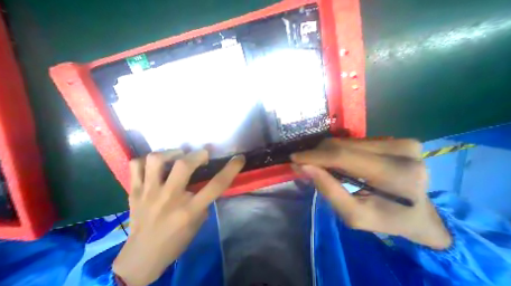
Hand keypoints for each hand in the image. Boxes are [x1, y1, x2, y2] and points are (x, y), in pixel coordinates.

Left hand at [112, 150, 246, 285]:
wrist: (140, 259)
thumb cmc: (176, 240)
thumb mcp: (199, 220)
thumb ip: (205, 198)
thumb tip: (208, 179)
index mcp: (189, 210)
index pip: (216, 185)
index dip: (231, 169)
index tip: (239, 158)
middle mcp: (169, 198)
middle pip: (184, 165)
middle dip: (198, 154)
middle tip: (202, 155)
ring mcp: (148, 193)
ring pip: (156, 160)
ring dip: (172, 152)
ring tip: (178, 155)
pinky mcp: (133, 192)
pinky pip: (135, 165)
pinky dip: (147, 160)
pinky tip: (157, 165)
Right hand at [291, 138, 450, 248]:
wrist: (420, 215)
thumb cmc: (386, 219)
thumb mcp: (353, 215)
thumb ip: (328, 189)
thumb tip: (303, 166)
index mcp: (395, 174)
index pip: (342, 156)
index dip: (313, 156)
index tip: (294, 158)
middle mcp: (401, 150)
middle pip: (341, 145)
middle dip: (317, 155)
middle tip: (306, 166)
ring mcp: (399, 142)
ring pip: (344, 141)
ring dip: (326, 153)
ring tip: (322, 166)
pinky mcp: (394, 139)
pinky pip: (352, 141)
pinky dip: (338, 151)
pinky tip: (337, 162)